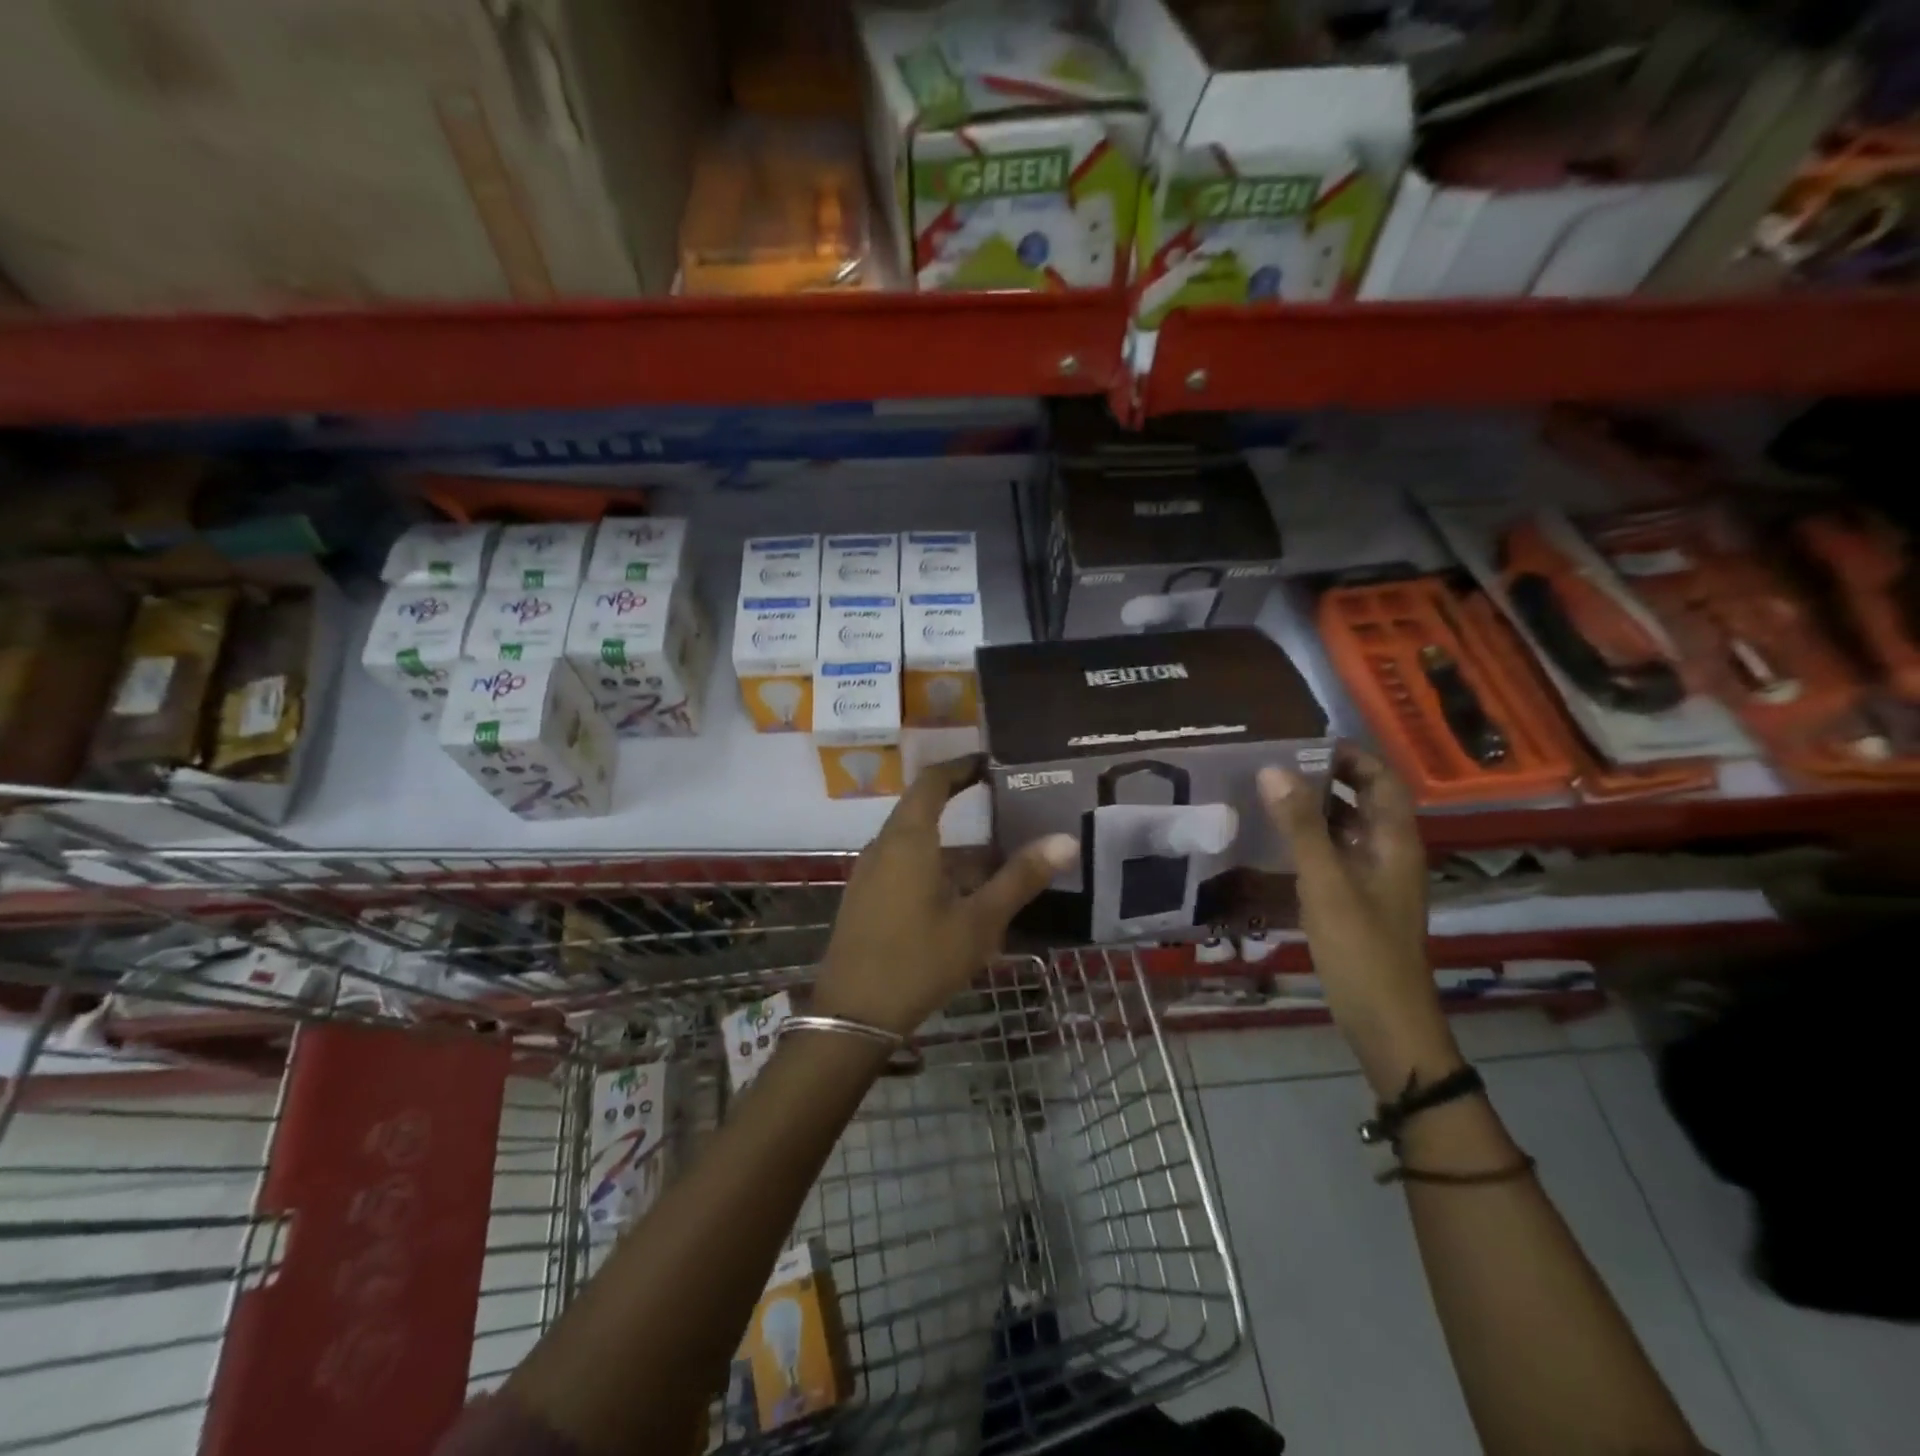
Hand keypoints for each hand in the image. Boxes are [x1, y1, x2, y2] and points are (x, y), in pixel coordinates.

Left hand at [813, 756, 1077, 1036]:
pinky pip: (905, 867)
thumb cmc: (918, 960)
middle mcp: (884, 847)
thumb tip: (1065, 840)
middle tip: (1008, 807)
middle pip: (924, 810)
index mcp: (908, 839)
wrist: (852, 1016)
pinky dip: (937, 868)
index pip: (932, 781)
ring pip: (917, 844)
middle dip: (964, 806)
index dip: (961, 767)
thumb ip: (1020, 878)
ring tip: (998, 859)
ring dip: (954, 847)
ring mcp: (870, 874)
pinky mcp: (866, 900)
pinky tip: (964, 898)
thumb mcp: (978, 922)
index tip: (992, 763)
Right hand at [1258, 746, 1455, 1093]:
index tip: (1303, 743)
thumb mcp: (1326, 883)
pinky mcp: (1357, 902)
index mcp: (1394, 842)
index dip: (1350, 756)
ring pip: (1347, 829)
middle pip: (1364, 800)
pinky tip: (1275, 843)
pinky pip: (1335, 856)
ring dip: (1315, 809)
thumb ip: (1299, 827)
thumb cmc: (1361, 949)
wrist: (1386, 1022)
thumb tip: (1272, 769)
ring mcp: (1374, 880)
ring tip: (1268, 795)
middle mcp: (1389, 853)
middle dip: (1326, 778)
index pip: (1382, 780)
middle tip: (1275, 765)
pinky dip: (1310, 841)